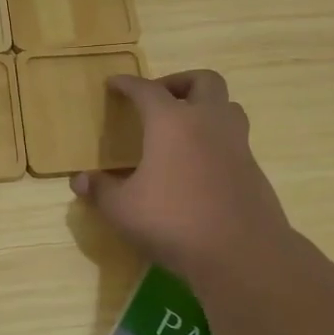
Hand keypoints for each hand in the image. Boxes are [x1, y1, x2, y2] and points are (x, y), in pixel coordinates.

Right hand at [70, 69, 293, 281]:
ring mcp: (237, 145)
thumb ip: (101, 190)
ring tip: (184, 128)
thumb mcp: (123, 210)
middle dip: (180, 82)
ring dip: (206, 107)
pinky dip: (216, 140)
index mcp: (172, 122)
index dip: (128, 84)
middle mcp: (208, 122)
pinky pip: (235, 140)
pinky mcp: (254, 170)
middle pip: (203, 81)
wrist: (242, 253)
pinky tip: (199, 166)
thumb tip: (80, 180)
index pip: (147, 90)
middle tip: (160, 99)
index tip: (114, 83)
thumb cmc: (174, 221)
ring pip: (228, 107)